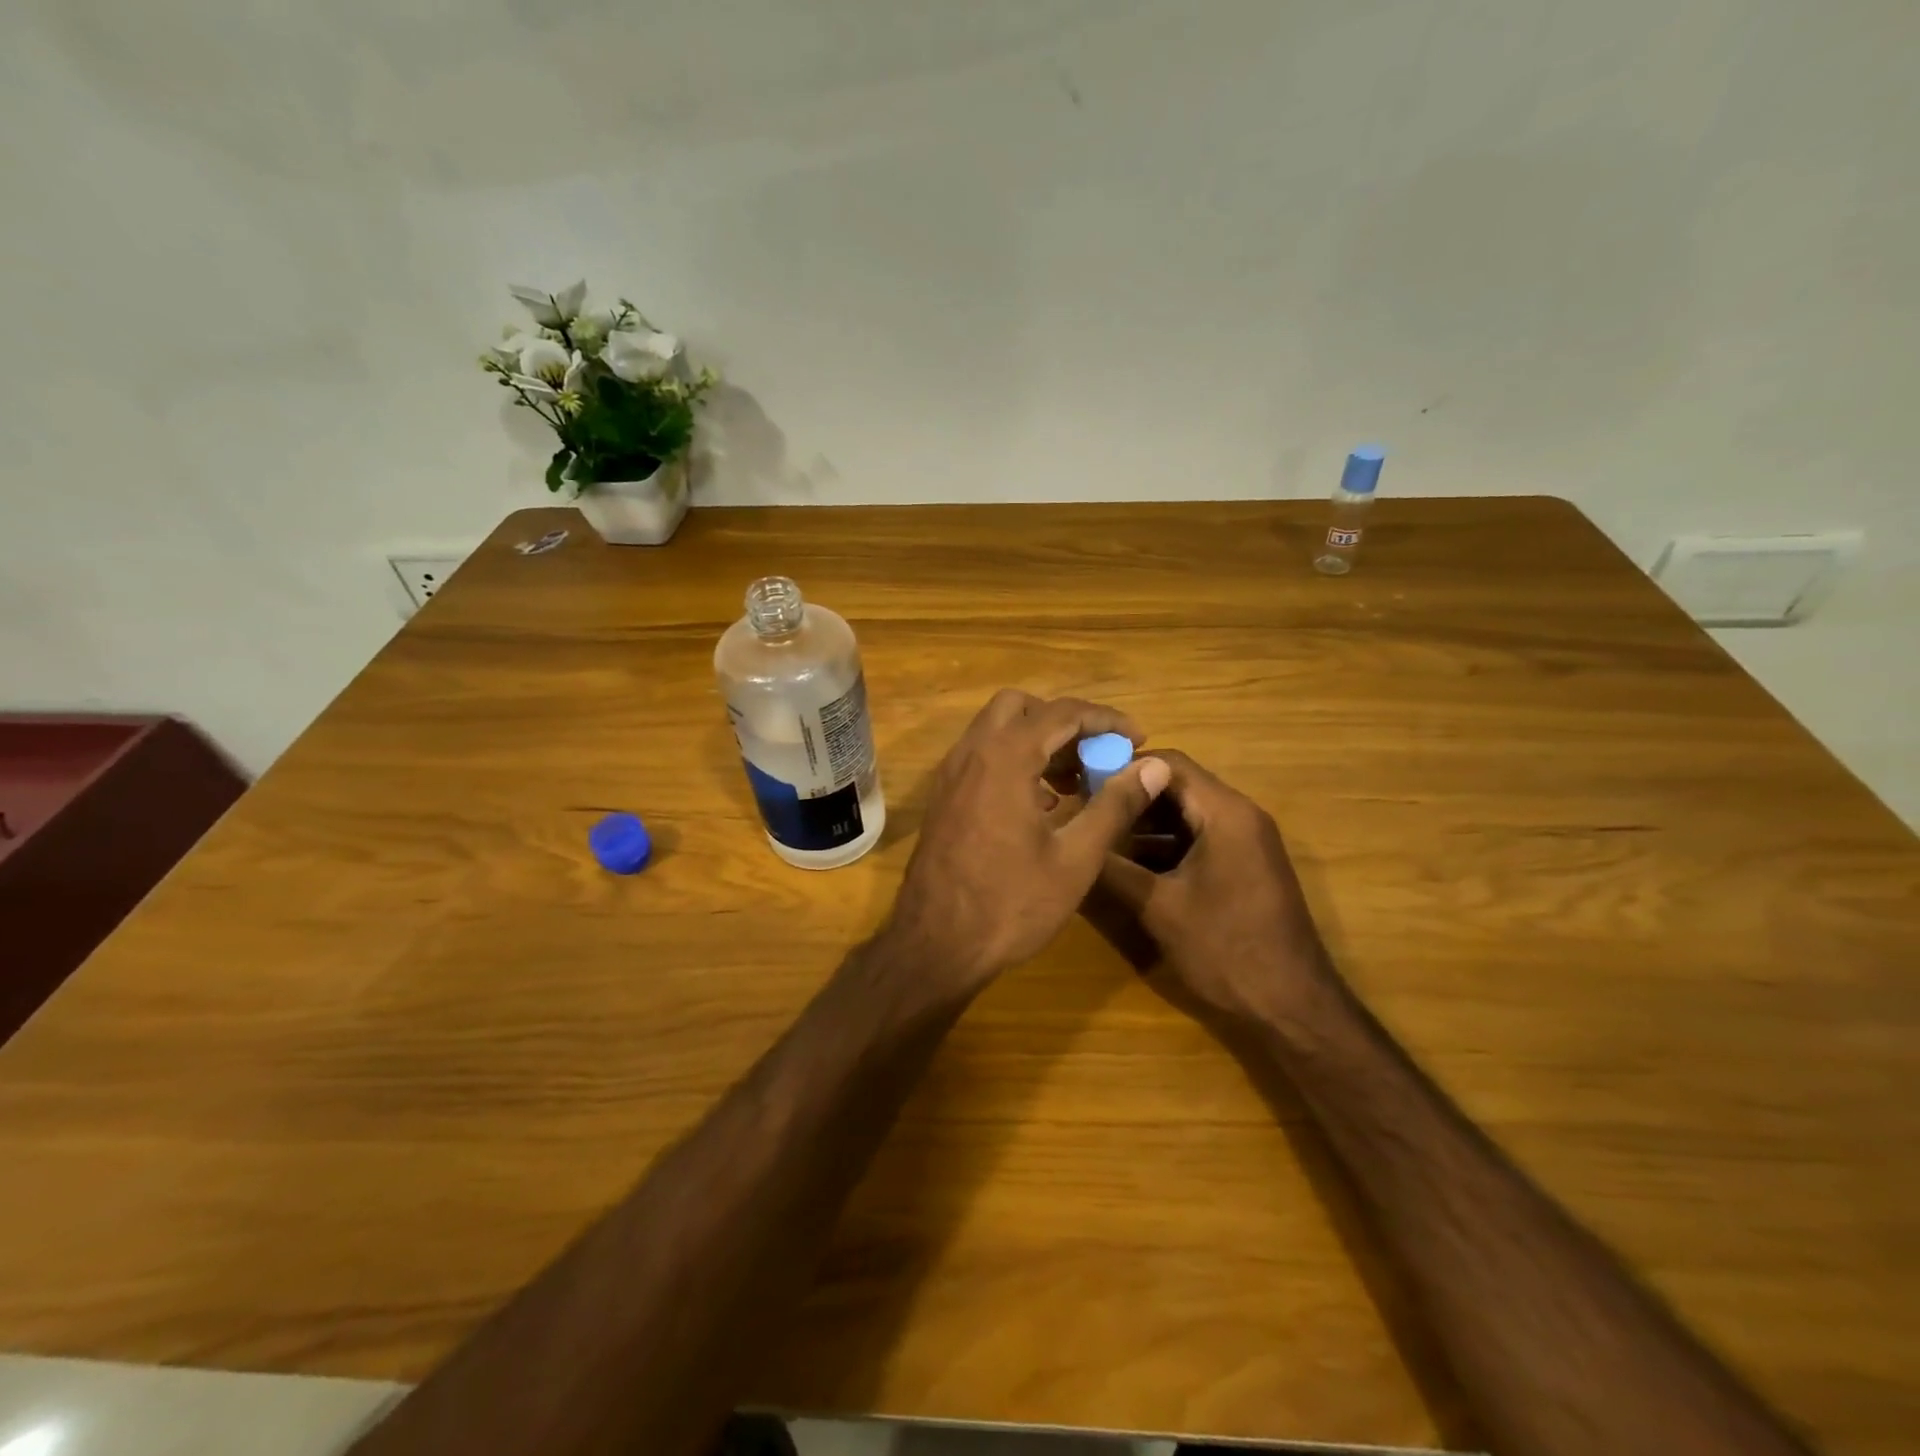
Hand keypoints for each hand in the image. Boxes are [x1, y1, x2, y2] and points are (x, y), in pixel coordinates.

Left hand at [883, 690, 1171, 993]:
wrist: (935, 945)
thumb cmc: (1010, 904)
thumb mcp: (1075, 858)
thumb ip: (1115, 805)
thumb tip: (1153, 766)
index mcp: (1004, 758)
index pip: (1062, 712)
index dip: (1106, 719)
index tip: (1138, 739)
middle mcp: (971, 753)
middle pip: (1020, 707)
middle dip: (1063, 722)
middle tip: (1096, 755)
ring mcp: (951, 775)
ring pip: (996, 731)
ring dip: (1037, 741)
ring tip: (1076, 783)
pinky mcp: (943, 798)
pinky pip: (981, 758)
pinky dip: (1014, 761)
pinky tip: (1041, 805)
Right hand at [1097, 750, 1333, 1027]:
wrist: (1293, 1007)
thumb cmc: (1226, 949)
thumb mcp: (1158, 908)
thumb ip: (1112, 869)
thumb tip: (1071, 842)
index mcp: (1225, 813)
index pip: (1167, 763)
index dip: (1122, 768)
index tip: (1081, 783)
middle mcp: (1239, 815)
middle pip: (1176, 785)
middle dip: (1129, 796)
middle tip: (1084, 810)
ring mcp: (1245, 841)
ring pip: (1185, 814)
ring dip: (1144, 823)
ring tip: (1098, 836)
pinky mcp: (1243, 866)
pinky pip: (1197, 839)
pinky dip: (1163, 845)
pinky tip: (1128, 865)